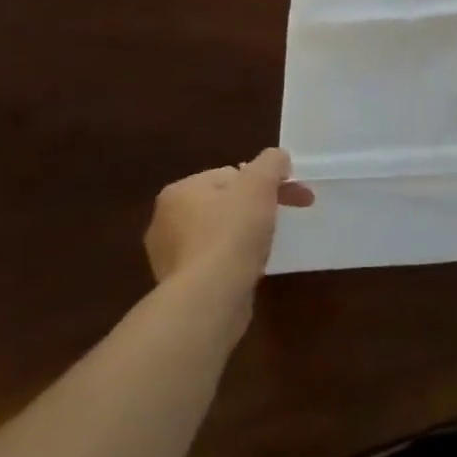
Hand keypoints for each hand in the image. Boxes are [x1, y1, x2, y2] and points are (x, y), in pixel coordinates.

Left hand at [144, 150, 315, 300]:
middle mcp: (165, 221)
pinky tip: (249, 268)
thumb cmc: (233, 232)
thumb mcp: (260, 183)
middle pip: (225, 202)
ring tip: (266, 245)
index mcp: (179, 191)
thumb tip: (277, 159)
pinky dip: (234, 259)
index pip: (231, 174)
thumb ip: (272, 161)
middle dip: (257, 206)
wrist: (210, 298)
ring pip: (220, 232)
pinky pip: (214, 261)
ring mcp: (169, 257)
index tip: (291, 195)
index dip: (265, 181)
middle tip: (285, 217)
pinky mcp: (179, 286)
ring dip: (245, 234)